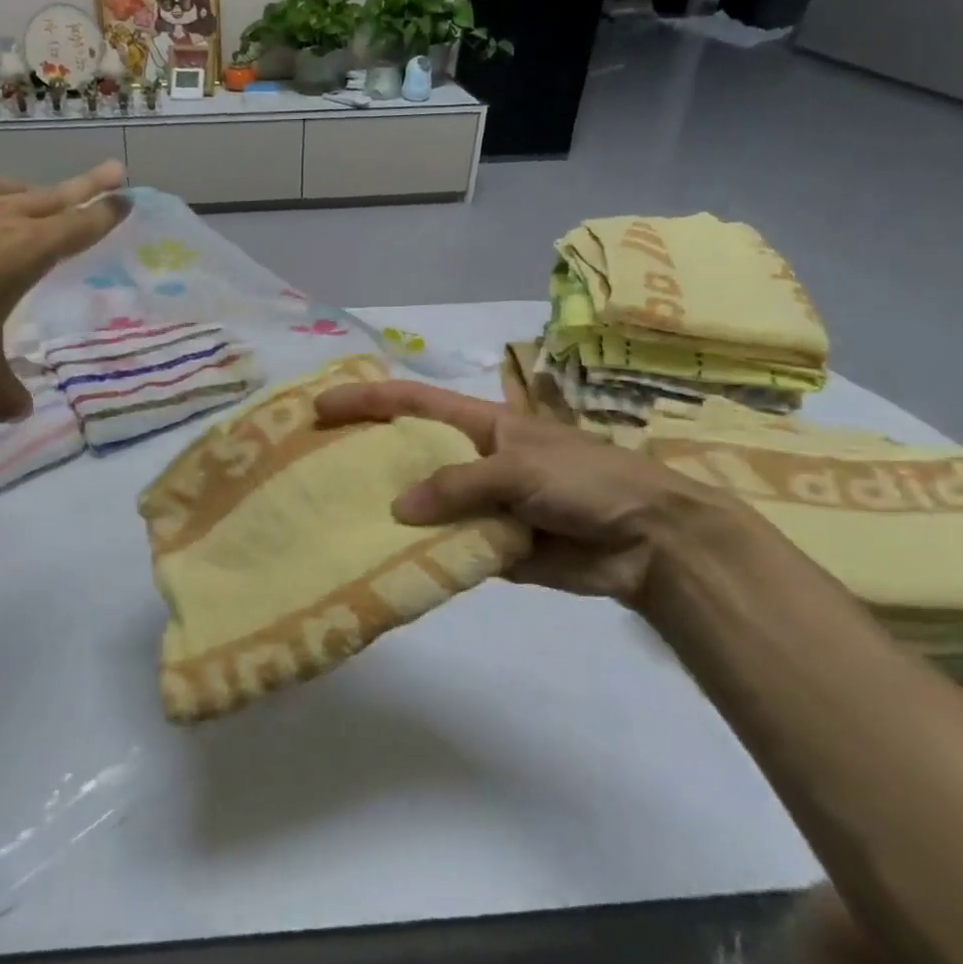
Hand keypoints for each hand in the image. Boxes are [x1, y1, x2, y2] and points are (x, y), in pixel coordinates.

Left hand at [0, 162, 127, 419]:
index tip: (126, 197)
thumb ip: (0, 394)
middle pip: (50, 197)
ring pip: (0, 190)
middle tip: (112, 170)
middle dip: (84, 186)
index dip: (104, 215)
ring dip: (25, 190)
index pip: (77, 227)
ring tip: (33, 193)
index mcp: (23, 251)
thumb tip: (17, 414)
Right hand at [314, 380, 753, 610]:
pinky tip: (381, 563)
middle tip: (312, 471)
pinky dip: (417, 554)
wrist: (649, 541)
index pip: (411, 402)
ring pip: (420, 505)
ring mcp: (477, 504)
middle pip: (406, 454)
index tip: (320, 409)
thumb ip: (459, 484)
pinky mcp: (487, 545)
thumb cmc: (587, 481)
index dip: (365, 400)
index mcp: (478, 424)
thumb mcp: (522, 467)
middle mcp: (470, 460)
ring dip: (385, 513)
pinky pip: (442, 546)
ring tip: (334, 523)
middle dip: (363, 458)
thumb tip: (398, 509)